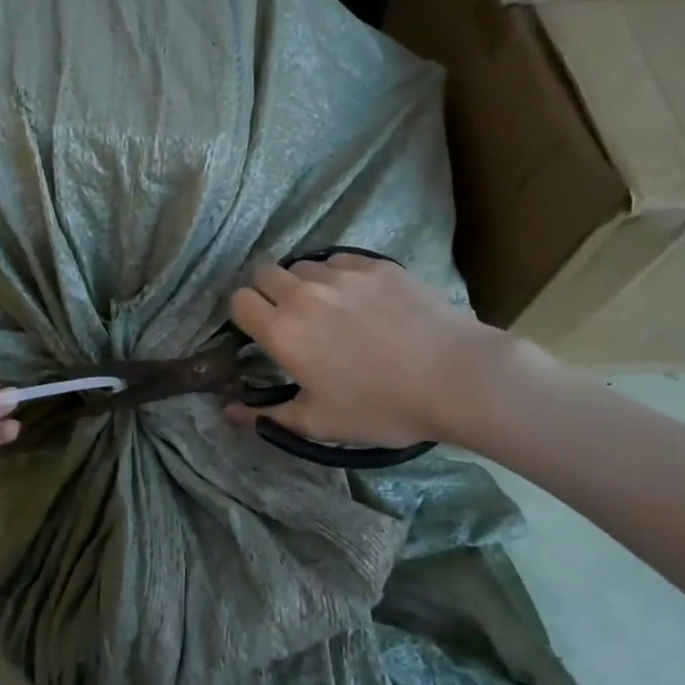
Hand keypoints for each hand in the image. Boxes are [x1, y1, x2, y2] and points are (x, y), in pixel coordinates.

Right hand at [226, 254, 507, 448]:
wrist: (455, 377)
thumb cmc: (382, 407)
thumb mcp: (320, 423)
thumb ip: (268, 417)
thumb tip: (229, 411)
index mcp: (282, 331)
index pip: (238, 300)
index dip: (244, 314)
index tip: (261, 331)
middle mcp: (302, 294)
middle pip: (263, 272)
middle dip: (268, 291)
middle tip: (292, 318)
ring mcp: (340, 274)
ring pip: (303, 265)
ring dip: (305, 283)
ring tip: (330, 308)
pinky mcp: (374, 265)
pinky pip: (340, 260)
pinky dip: (339, 275)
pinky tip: (362, 299)